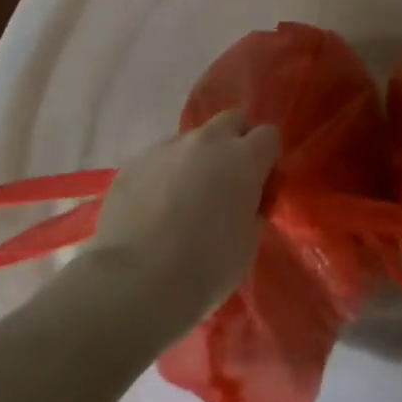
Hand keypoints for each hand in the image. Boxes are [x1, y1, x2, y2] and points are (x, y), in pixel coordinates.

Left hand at [79, 110, 280, 328]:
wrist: (134, 282)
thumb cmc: (205, 268)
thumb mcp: (248, 242)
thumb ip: (254, 208)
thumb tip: (249, 199)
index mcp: (243, 159)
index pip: (269, 135)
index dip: (267, 158)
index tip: (261, 184)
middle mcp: (206, 142)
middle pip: (231, 120)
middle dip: (236, 141)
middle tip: (228, 179)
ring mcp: (165, 148)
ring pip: (192, 139)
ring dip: (197, 158)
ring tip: (185, 198)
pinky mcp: (132, 163)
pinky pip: (159, 159)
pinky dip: (165, 174)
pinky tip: (156, 208)